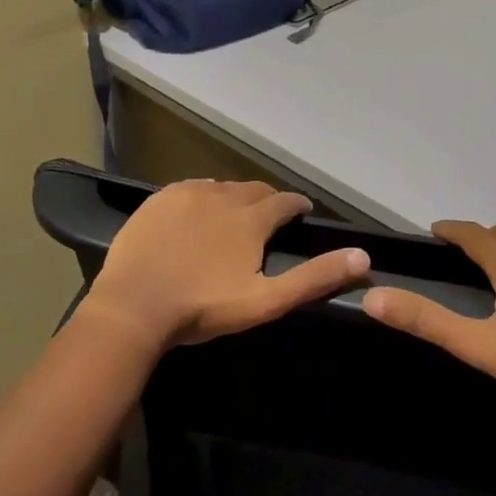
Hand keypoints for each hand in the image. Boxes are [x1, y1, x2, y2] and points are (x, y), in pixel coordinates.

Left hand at [81, 179, 369, 354]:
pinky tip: (198, 212)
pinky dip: (203, 197)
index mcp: (251, 219)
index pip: (284, 202)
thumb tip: (362, 257)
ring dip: (235, 198)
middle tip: (270, 216)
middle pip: (254, 190)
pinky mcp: (159, 198)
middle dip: (267, 201)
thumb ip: (314, 278)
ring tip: (235, 215)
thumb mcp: (266, 301)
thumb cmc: (203, 308)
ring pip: (222, 187)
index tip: (302, 212)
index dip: (296, 206)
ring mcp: (188, 193)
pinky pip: (191, 188)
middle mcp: (223, 195)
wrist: (133, 307)